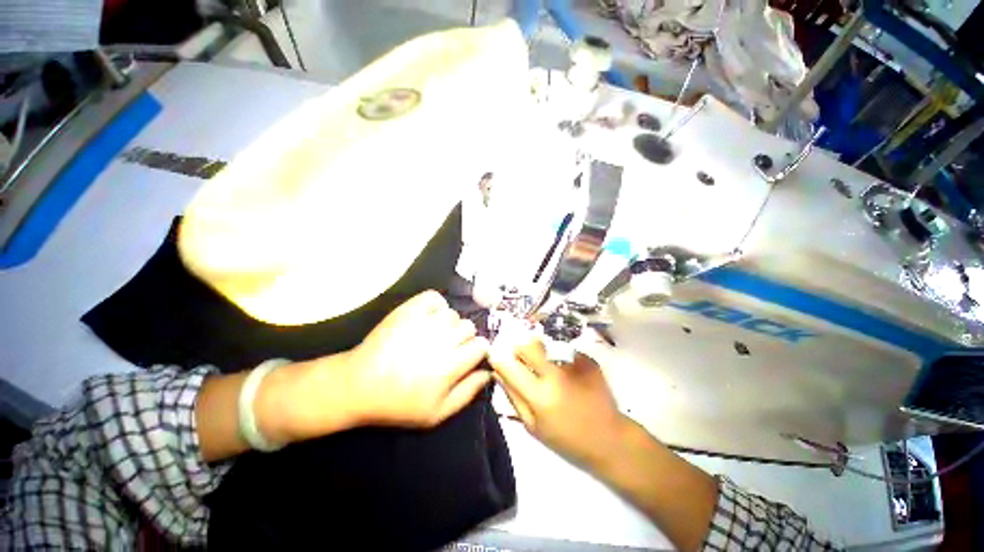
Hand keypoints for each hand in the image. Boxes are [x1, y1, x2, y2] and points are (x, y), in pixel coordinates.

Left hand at [341, 290, 490, 426]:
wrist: (358, 385)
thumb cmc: (399, 403)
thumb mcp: (437, 413)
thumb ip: (468, 393)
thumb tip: (488, 372)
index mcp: (450, 366)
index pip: (481, 345)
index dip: (477, 351)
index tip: (468, 356)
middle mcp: (441, 340)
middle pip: (469, 327)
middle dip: (464, 337)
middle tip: (449, 347)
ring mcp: (423, 322)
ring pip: (452, 314)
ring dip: (448, 324)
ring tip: (434, 335)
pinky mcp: (408, 310)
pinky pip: (434, 298)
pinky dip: (435, 305)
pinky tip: (428, 317)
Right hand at [489, 336, 628, 468]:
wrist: (609, 438)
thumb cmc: (567, 438)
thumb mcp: (533, 426)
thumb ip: (513, 396)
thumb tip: (498, 372)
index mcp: (539, 395)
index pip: (509, 365)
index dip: (499, 359)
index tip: (497, 358)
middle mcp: (555, 374)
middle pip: (528, 345)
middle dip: (520, 350)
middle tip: (524, 361)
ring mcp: (573, 364)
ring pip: (546, 345)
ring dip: (540, 353)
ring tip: (548, 369)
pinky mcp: (587, 360)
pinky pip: (563, 350)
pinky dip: (559, 358)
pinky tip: (567, 373)